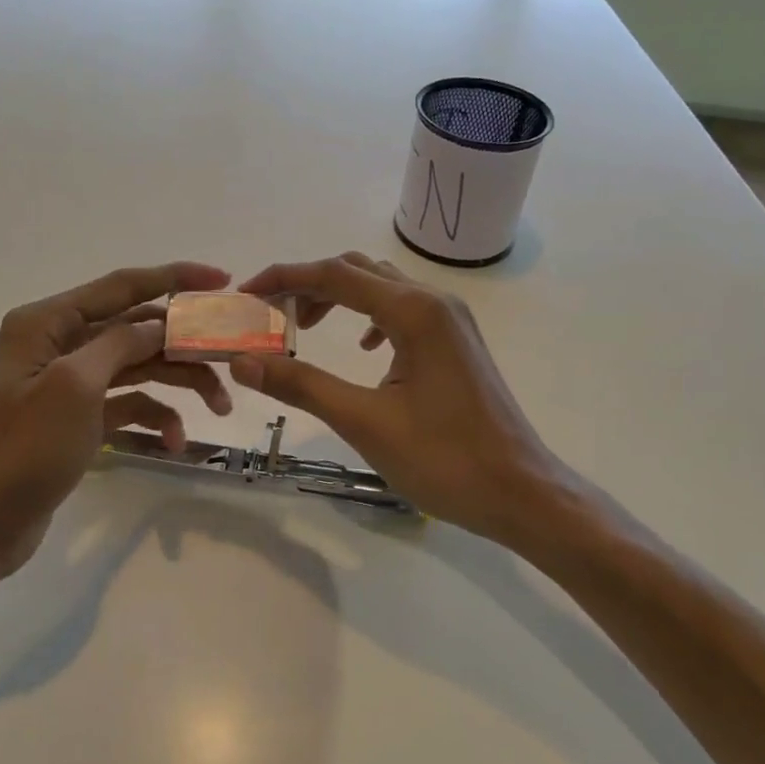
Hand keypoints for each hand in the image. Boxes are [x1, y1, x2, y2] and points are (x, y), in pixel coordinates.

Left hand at [0, 261, 233, 576]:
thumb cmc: (25, 448)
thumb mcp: (76, 385)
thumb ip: (122, 343)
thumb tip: (160, 324)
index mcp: (48, 322)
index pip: (122, 286)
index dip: (174, 278)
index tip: (223, 279)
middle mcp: (59, 343)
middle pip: (137, 328)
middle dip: (184, 343)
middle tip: (231, 355)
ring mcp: (70, 382)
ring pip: (139, 367)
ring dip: (179, 382)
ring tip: (220, 406)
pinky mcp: (80, 417)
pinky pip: (129, 404)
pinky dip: (154, 417)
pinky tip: (174, 441)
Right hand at [230, 253, 568, 543]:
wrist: (521, 492)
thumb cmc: (444, 460)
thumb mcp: (365, 422)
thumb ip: (302, 385)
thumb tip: (243, 362)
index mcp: (414, 312)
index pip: (335, 275)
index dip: (284, 278)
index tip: (246, 294)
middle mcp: (434, 302)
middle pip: (357, 271)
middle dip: (308, 285)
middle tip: (270, 317)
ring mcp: (451, 320)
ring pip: (381, 287)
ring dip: (338, 298)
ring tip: (303, 328)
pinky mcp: (456, 341)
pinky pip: (403, 310)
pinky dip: (369, 316)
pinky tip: (362, 348)